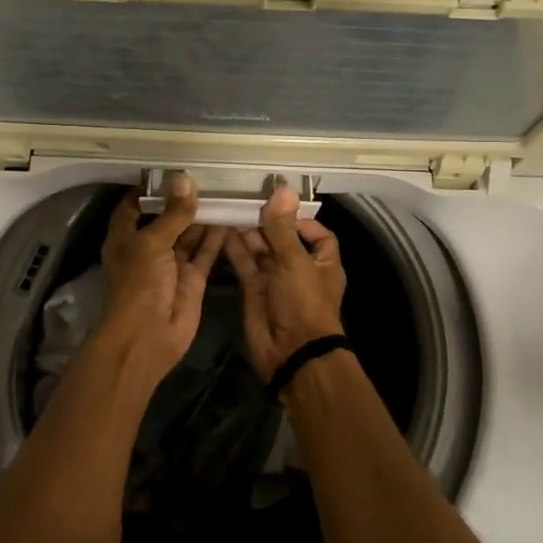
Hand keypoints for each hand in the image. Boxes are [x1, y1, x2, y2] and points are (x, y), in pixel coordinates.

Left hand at [97, 174, 225, 386]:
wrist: (149, 334)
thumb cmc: (140, 283)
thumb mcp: (153, 242)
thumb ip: (173, 213)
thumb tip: (184, 179)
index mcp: (126, 238)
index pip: (133, 206)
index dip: (149, 190)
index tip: (170, 172)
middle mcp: (148, 248)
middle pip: (166, 219)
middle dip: (183, 201)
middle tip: (208, 176)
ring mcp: (171, 264)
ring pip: (188, 235)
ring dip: (203, 217)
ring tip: (224, 191)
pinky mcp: (192, 278)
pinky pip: (205, 252)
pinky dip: (217, 237)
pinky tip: (232, 217)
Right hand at [224, 185, 347, 381]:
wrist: (291, 353)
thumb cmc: (303, 303)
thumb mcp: (294, 262)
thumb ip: (283, 228)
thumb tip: (282, 188)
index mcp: (322, 262)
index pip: (317, 234)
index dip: (301, 220)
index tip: (279, 206)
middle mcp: (299, 268)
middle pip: (283, 238)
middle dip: (266, 222)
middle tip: (244, 199)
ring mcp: (275, 280)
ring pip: (261, 250)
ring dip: (247, 232)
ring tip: (229, 209)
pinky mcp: (254, 290)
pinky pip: (245, 264)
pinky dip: (235, 249)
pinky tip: (221, 230)